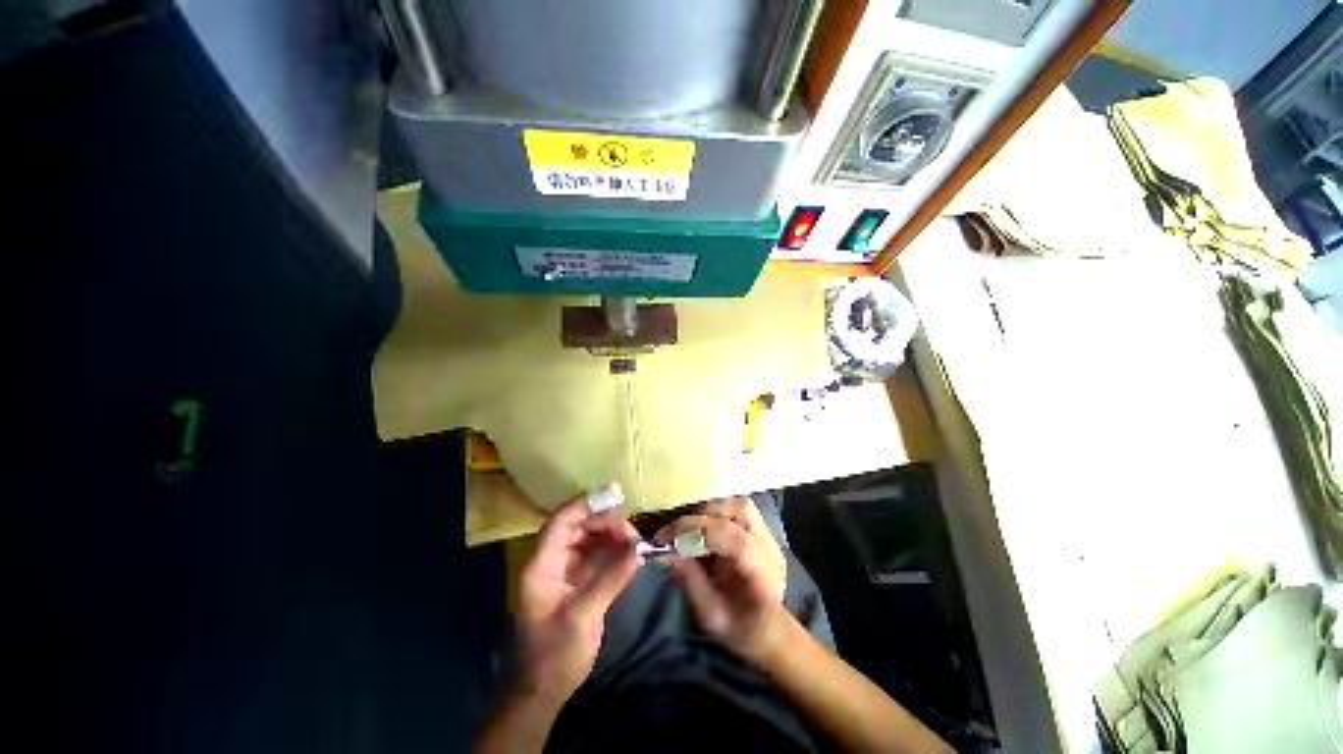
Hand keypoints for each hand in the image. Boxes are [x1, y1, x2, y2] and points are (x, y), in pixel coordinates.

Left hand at [515, 494, 639, 703]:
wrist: (545, 689)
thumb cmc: (555, 656)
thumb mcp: (582, 618)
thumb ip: (610, 580)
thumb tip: (637, 550)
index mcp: (541, 566)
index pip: (560, 522)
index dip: (585, 504)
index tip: (614, 496)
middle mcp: (551, 560)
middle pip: (577, 526)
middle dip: (605, 522)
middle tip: (632, 532)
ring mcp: (565, 569)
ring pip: (589, 538)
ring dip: (612, 535)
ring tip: (635, 542)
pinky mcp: (578, 579)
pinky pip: (597, 554)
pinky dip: (614, 551)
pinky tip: (631, 554)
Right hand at [654, 496, 788, 662]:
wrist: (769, 629)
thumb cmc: (739, 629)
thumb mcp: (710, 615)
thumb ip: (691, 580)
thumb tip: (665, 551)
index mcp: (763, 576)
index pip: (737, 540)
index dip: (700, 531)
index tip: (666, 537)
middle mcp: (770, 548)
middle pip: (740, 512)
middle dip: (701, 518)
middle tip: (674, 533)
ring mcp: (769, 535)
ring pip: (739, 504)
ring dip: (709, 511)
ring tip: (688, 529)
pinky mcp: (762, 529)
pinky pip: (737, 507)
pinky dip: (715, 512)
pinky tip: (702, 528)